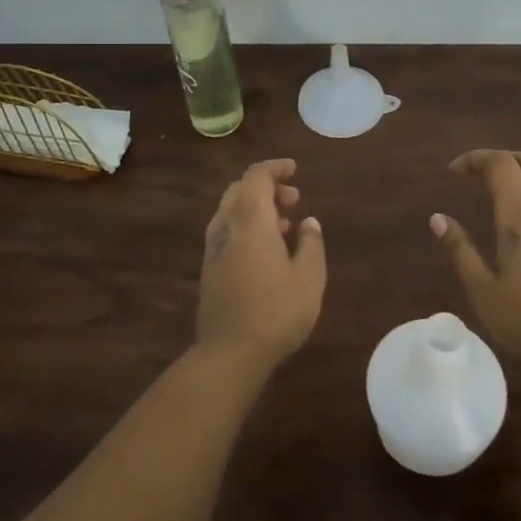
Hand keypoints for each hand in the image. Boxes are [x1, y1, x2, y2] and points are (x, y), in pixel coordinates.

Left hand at [197, 159, 326, 369]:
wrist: (229, 353)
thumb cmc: (276, 312)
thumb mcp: (309, 278)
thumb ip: (311, 243)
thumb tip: (308, 222)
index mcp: (250, 221)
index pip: (256, 177)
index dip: (275, 168)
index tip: (294, 169)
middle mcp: (227, 227)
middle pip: (240, 190)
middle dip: (266, 187)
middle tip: (294, 198)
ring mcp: (214, 249)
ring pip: (231, 211)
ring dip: (256, 207)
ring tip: (286, 224)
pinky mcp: (209, 269)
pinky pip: (227, 231)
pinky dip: (247, 226)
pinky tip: (267, 249)